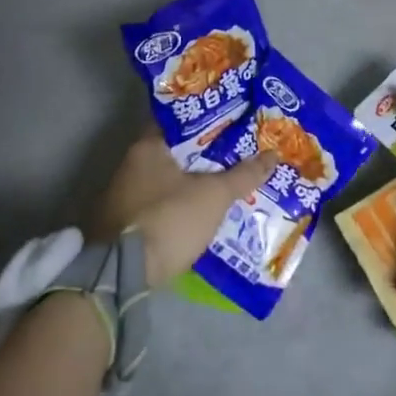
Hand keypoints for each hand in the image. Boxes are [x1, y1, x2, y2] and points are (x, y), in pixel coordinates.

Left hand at [89, 128, 279, 285]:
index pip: (181, 120)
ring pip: (168, 180)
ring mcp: (123, 196)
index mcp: (147, 146)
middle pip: (176, 151)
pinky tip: (202, 211)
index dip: (209, 120)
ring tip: (226, 182)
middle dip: (205, 154)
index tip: (233, 122)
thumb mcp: (213, 196)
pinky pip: (160, 204)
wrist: (122, 275)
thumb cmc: (169, 219)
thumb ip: (243, 175)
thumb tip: (274, 155)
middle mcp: (130, 165)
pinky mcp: (123, 224)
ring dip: (192, 182)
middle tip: (238, 152)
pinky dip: (180, 204)